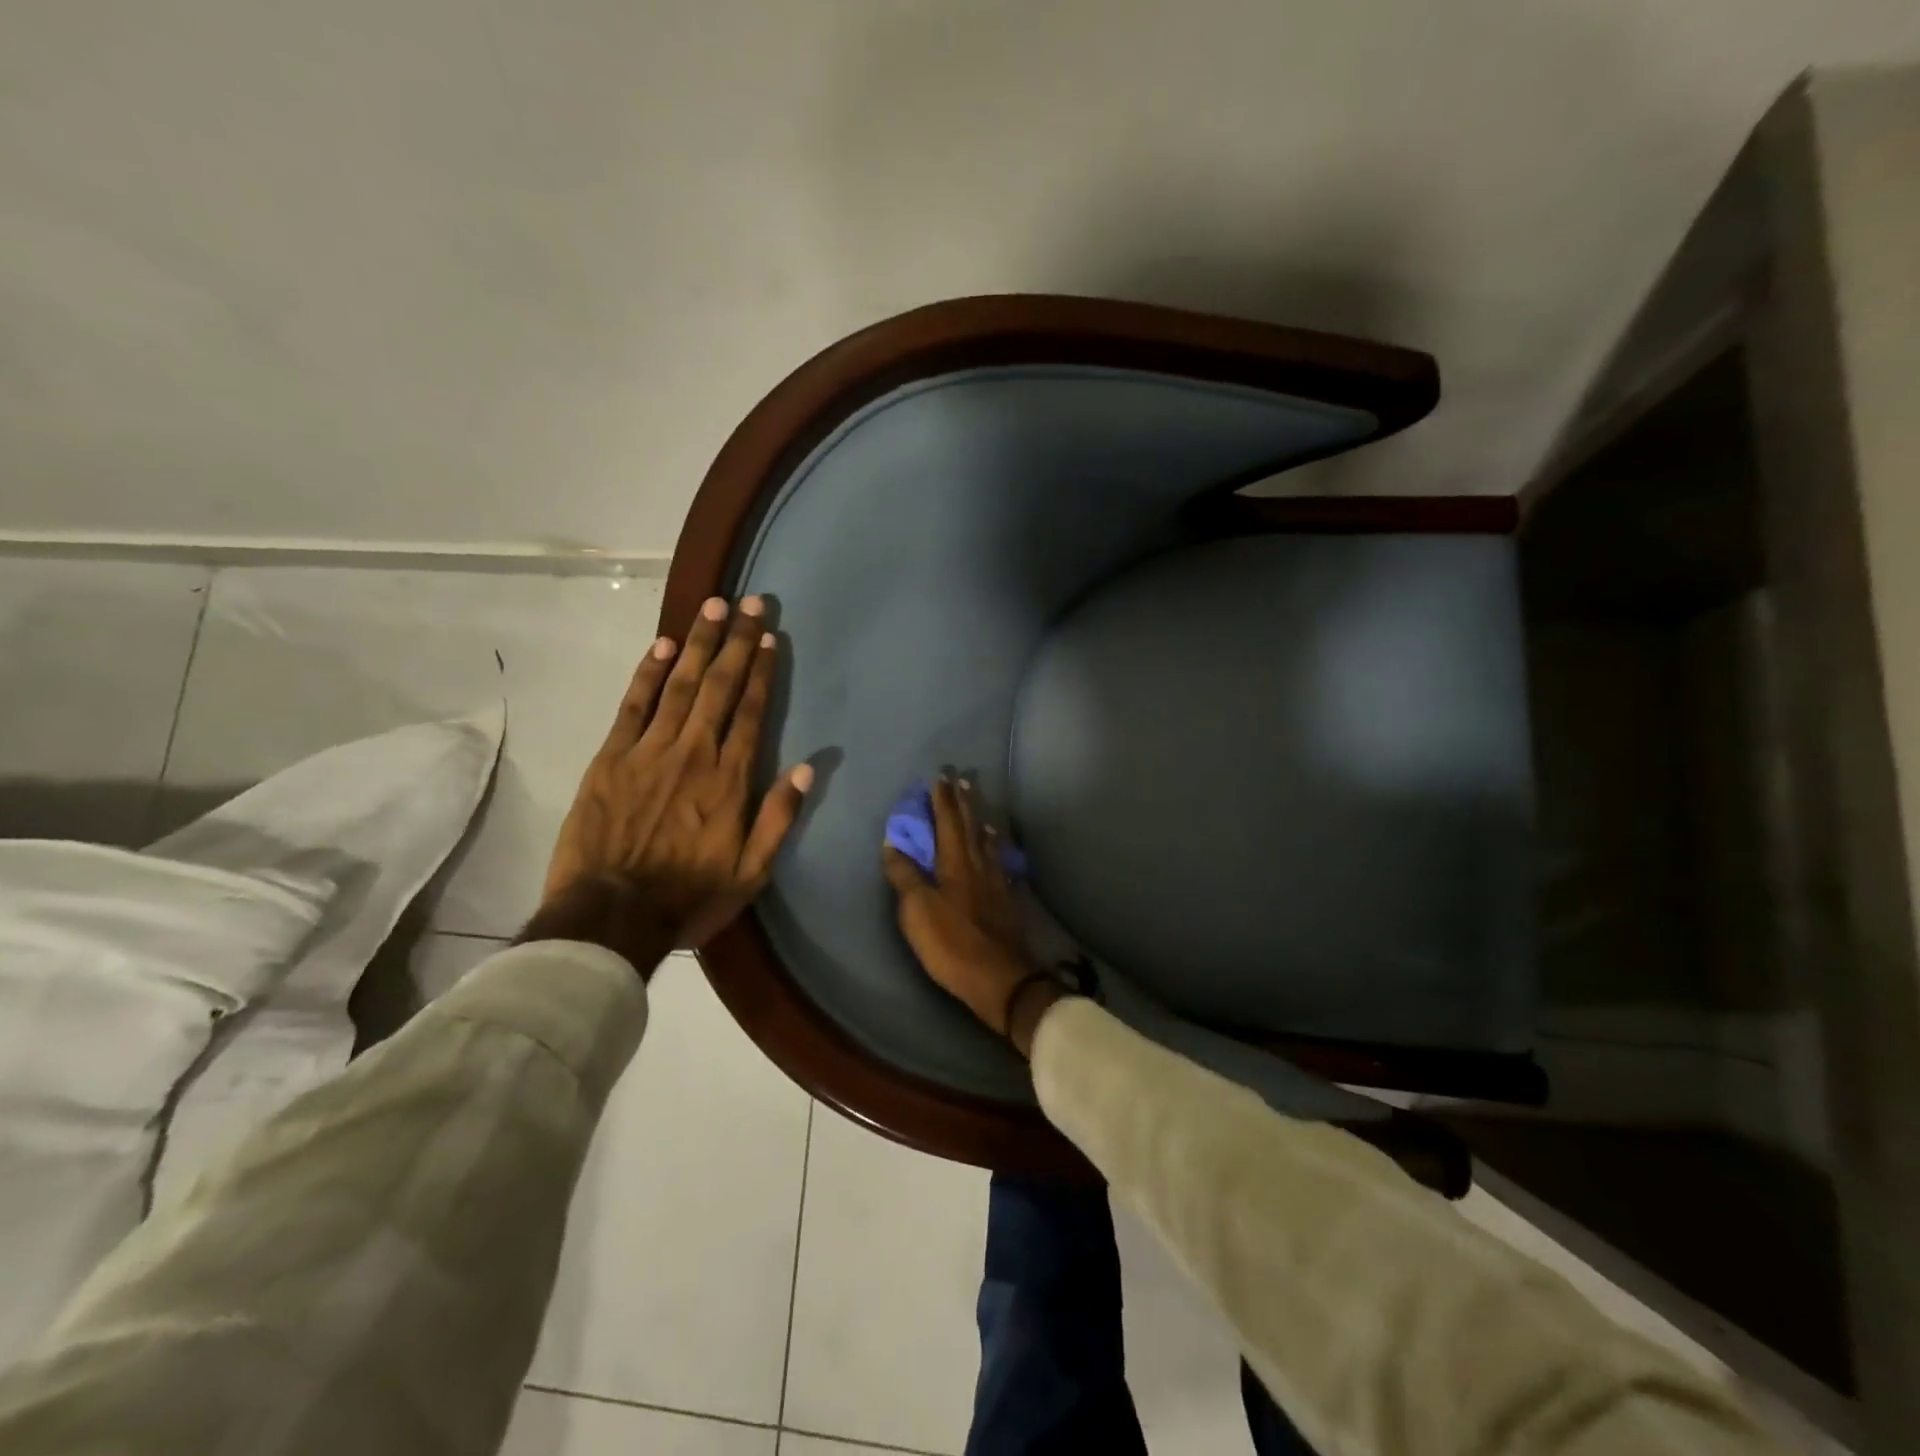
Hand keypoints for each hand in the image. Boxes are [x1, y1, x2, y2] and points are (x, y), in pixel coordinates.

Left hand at [528, 595, 812, 969]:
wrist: (610, 915)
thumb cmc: (688, 896)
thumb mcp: (751, 872)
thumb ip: (779, 817)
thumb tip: (809, 768)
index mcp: (729, 779)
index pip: (751, 712)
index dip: (762, 671)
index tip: (769, 637)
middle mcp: (694, 752)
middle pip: (719, 686)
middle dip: (736, 641)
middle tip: (749, 602)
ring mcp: (649, 751)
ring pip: (680, 685)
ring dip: (698, 643)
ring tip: (713, 607)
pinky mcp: (611, 757)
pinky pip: (634, 705)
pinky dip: (648, 674)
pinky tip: (662, 646)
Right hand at [882, 777, 1060, 1055]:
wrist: (1000, 977)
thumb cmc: (951, 943)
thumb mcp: (917, 911)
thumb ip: (905, 875)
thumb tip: (893, 842)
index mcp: (955, 863)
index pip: (948, 822)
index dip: (943, 800)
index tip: (940, 777)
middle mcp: (978, 865)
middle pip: (971, 826)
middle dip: (963, 802)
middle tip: (962, 779)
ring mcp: (996, 882)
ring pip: (988, 843)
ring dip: (981, 821)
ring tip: (979, 808)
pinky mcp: (1006, 901)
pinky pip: (999, 863)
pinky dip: (995, 849)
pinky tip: (996, 851)